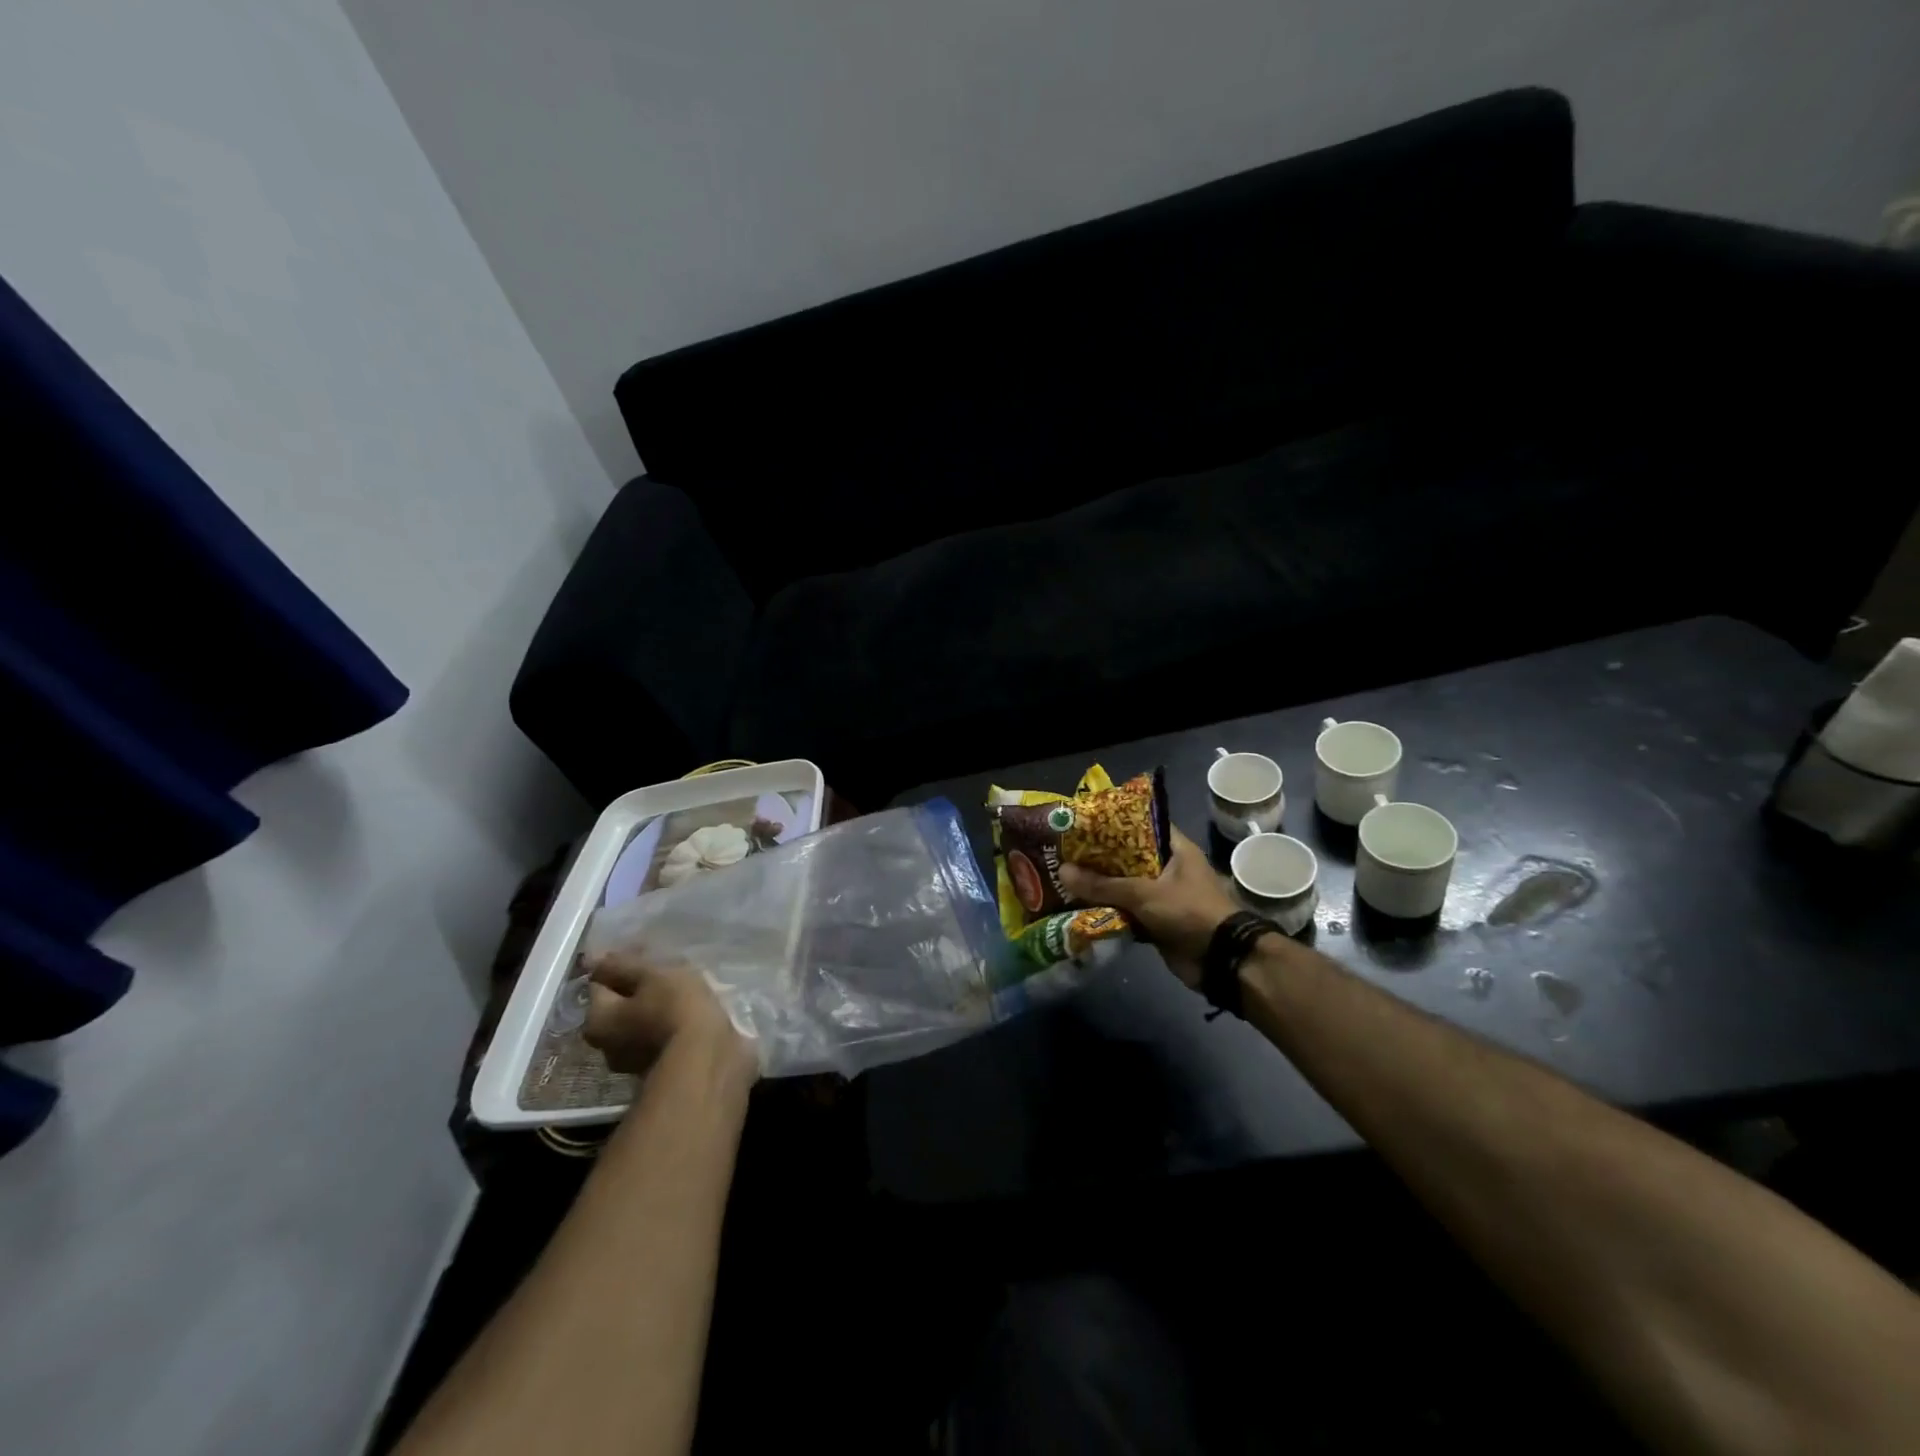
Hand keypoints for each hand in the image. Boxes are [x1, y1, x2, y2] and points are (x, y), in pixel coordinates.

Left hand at [583, 950, 756, 1083]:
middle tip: (666, 969)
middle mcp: (606, 1044)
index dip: (623, 962)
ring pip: (639, 1020)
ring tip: (683, 988)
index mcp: (597, 1019)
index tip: (648, 950)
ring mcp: (632, 1060)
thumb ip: (621, 965)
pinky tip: (689, 1011)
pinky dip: (668, 1021)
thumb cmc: (675, 1009)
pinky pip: (658, 1034)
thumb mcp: (651, 976)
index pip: (601, 981)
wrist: (707, 1058)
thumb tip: (592, 957)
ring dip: (654, 1005)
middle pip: (618, 1003)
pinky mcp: (659, 1067)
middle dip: (638, 986)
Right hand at [1059, 827, 1236, 986]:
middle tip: (1065, 851)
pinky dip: (1107, 911)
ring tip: (1064, 876)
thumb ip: (1103, 885)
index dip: (1114, 822)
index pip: (1142, 825)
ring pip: (1124, 886)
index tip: (1084, 822)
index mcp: (1175, 850)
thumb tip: (1063, 871)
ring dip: (1100, 886)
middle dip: (1099, 857)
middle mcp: (1168, 869)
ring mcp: (1162, 896)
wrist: (1221, 960)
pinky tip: (1078, 906)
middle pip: (1127, 857)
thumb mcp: (1144, 893)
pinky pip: (1126, 911)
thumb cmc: (1189, 912)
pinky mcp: (1155, 921)